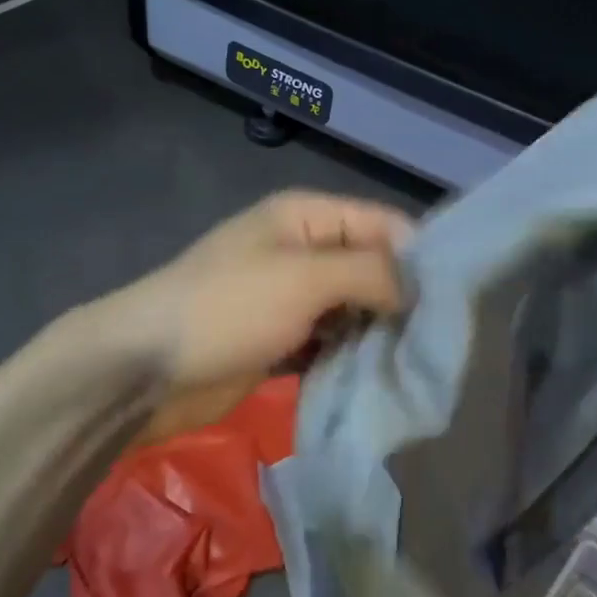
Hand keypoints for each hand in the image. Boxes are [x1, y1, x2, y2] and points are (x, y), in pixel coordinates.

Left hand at [103, 190, 412, 437]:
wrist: (144, 368)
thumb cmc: (228, 307)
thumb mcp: (305, 278)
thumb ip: (369, 273)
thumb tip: (417, 286)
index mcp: (306, 217)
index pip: (381, 223)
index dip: (418, 255)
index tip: (453, 298)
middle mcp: (302, 250)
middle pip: (370, 267)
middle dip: (400, 299)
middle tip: (436, 341)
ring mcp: (289, 297)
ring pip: (352, 308)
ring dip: (378, 332)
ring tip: (413, 365)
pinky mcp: (280, 339)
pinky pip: (330, 341)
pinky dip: (350, 356)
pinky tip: (376, 379)